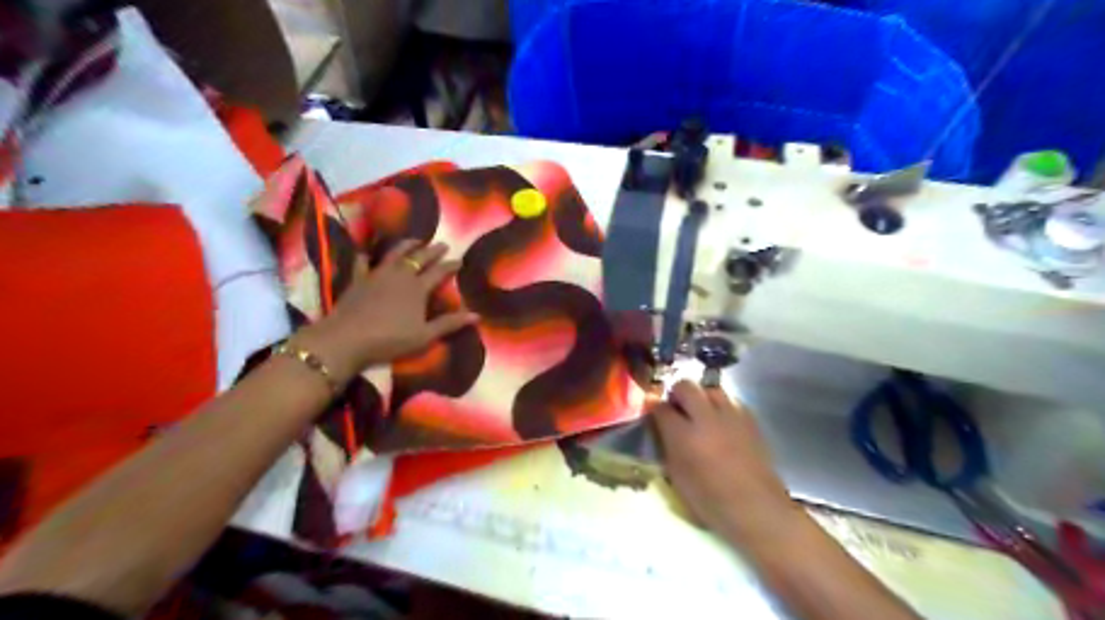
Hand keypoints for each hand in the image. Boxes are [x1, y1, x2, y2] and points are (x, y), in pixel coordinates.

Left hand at [295, 237, 478, 379]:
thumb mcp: (425, 336)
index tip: (460, 259)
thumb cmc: (390, 340)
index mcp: (418, 288)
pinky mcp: (358, 280)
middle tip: (442, 244)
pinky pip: (362, 264)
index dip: (450, 265)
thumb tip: (476, 315)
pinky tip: (366, 252)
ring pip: (394, 255)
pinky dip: (366, 256)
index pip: (439, 272)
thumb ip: (449, 324)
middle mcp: (399, 276)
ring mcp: (377, 275)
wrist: (347, 339)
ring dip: (406, 246)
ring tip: (415, 240)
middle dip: (432, 251)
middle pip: (419, 258)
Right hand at [651, 381, 798, 544]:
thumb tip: (660, 428)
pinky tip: (722, 422)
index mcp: (684, 435)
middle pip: (686, 386)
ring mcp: (731, 415)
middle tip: (677, 409)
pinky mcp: (750, 419)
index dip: (655, 409)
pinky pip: (731, 400)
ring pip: (710, 388)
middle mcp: (706, 418)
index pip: (661, 407)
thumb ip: (667, 446)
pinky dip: (721, 406)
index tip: (654, 414)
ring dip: (701, 397)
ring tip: (700, 413)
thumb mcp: (677, 477)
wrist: (757, 509)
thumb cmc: (711, 501)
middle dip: (677, 394)